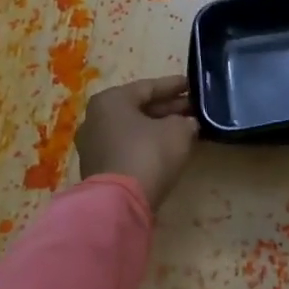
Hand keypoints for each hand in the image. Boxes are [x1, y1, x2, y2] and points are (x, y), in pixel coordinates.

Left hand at [75, 76, 198, 210]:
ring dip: (159, 127)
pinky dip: (147, 144)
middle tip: (194, 109)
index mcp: (111, 100)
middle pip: (139, 108)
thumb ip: (186, 121)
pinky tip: (167, 148)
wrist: (119, 202)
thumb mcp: (179, 131)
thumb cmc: (148, 154)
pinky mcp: (98, 168)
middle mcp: (96, 118)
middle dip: (168, 108)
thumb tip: (188, 123)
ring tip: (185, 128)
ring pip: (133, 129)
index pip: (148, 86)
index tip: (194, 85)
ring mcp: (94, 145)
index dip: (175, 86)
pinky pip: (127, 147)